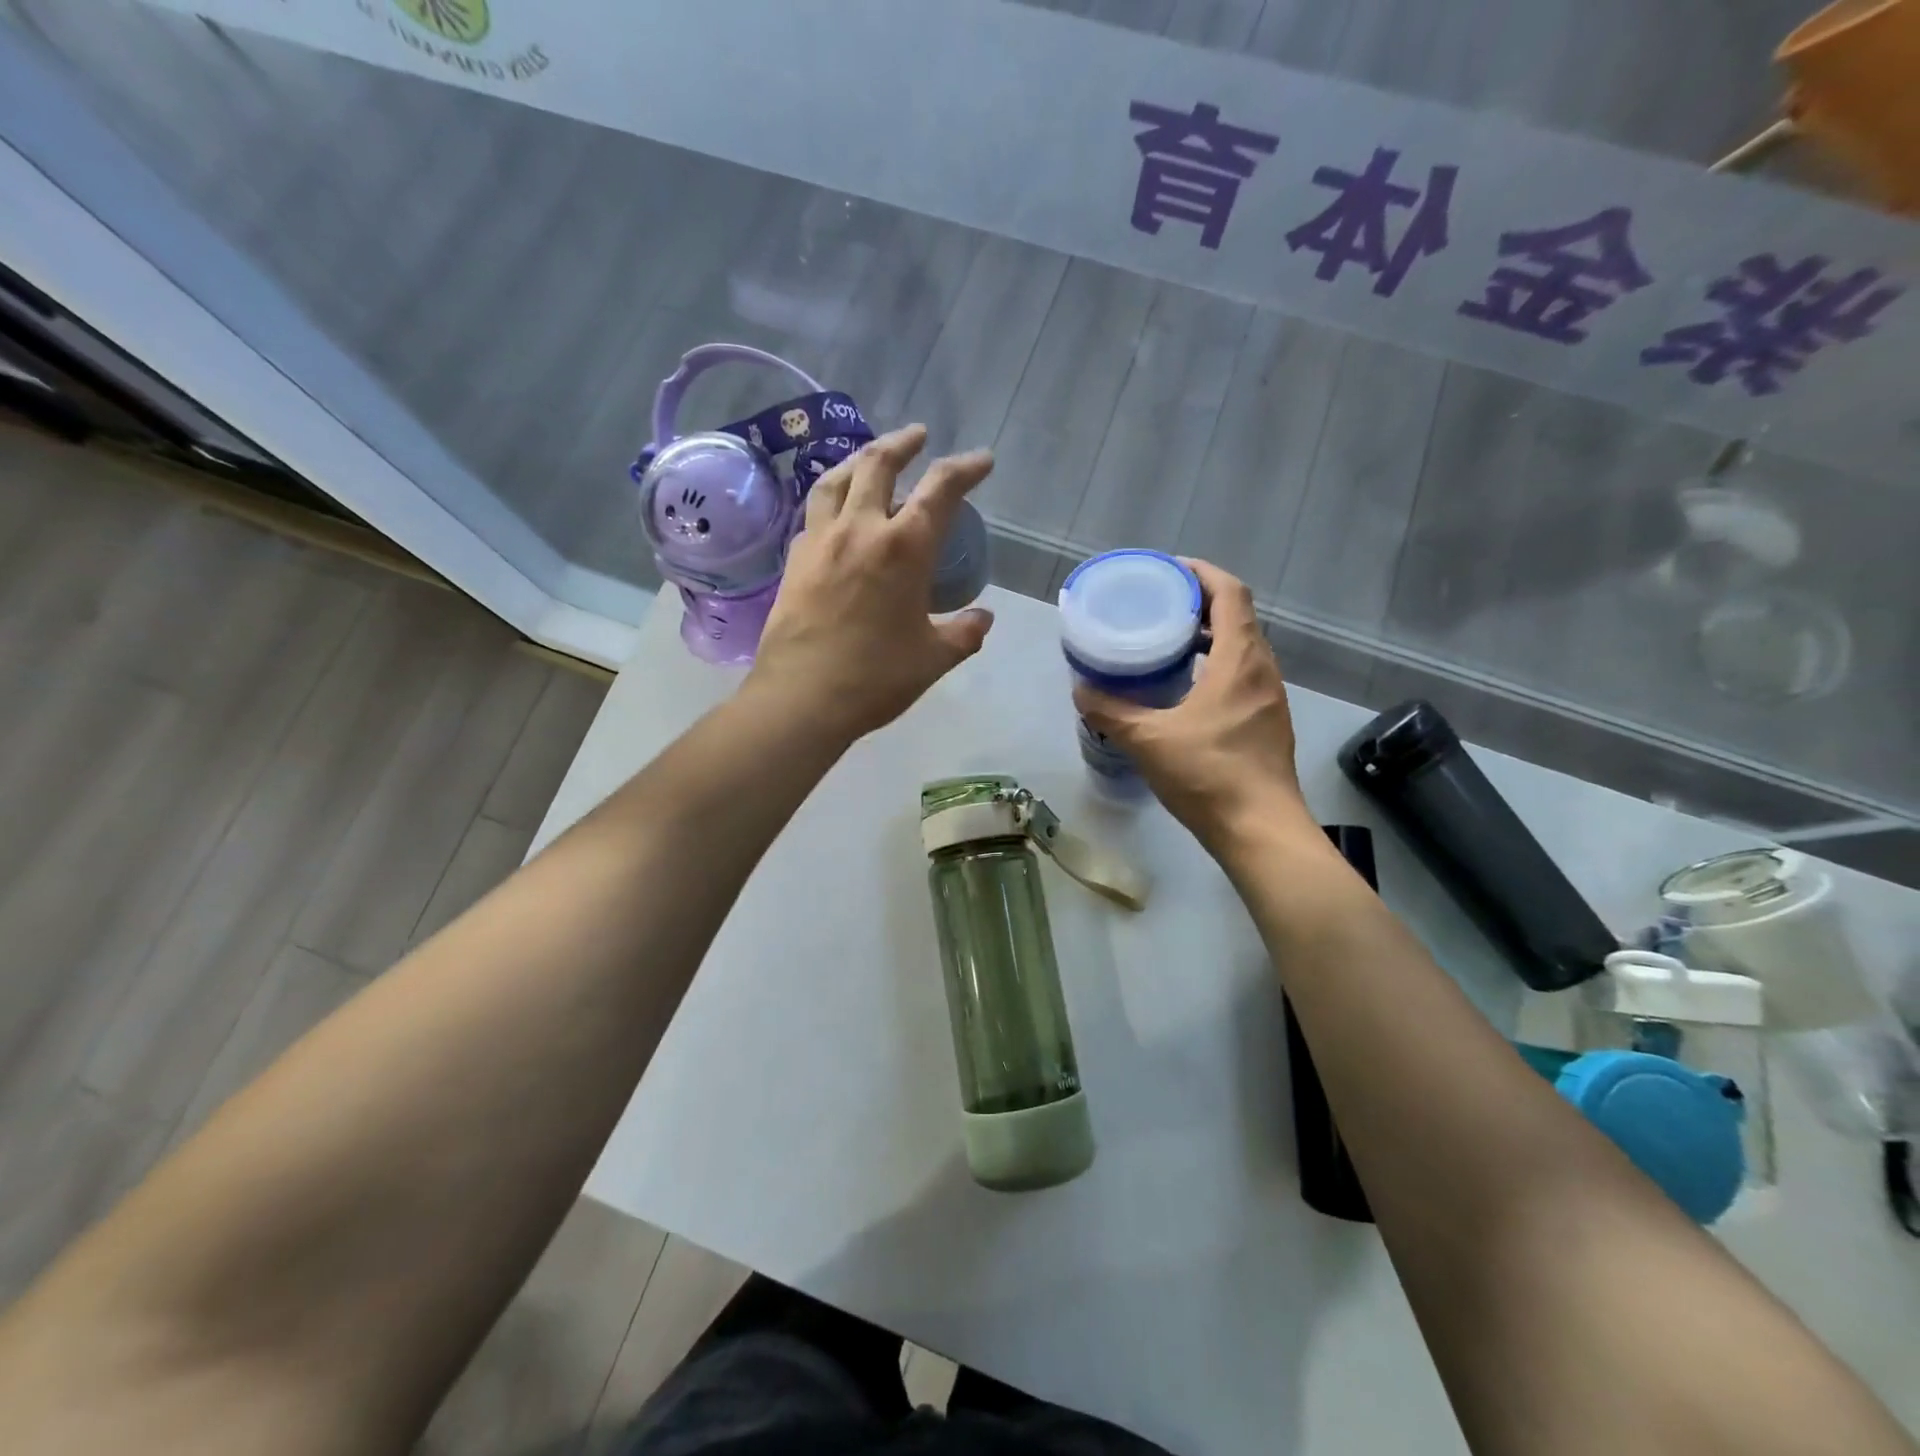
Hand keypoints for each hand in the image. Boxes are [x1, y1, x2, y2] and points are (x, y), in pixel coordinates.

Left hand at [748, 424, 994, 744]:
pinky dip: (832, 499)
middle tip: (919, 436)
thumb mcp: (934, 658)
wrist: (801, 698)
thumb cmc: (876, 678)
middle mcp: (860, 529)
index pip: (941, 489)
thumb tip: (983, 619)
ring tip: (872, 458)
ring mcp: (820, 541)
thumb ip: (964, 633)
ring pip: (837, 479)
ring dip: (860, 459)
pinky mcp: (794, 560)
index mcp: (904, 547)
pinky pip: (814, 513)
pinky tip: (837, 513)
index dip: (965, 468)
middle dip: (904, 442)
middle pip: (879, 463)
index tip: (982, 461)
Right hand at [1073, 560, 1312, 854]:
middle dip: (1200, 604)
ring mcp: (1270, 698)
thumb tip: (1080, 689)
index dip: (1201, 573)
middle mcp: (1262, 669)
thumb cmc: (1209, 775)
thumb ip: (1110, 711)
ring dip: (1209, 637)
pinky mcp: (1268, 723)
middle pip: (1238, 617)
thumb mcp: (1148, 740)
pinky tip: (1186, 691)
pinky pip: (1243, 676)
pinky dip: (1216, 667)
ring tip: (1167, 644)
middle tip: (1159, 607)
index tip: (1169, 571)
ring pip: (1242, 649)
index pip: (1230, 593)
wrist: (1261, 830)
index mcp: (1240, 659)